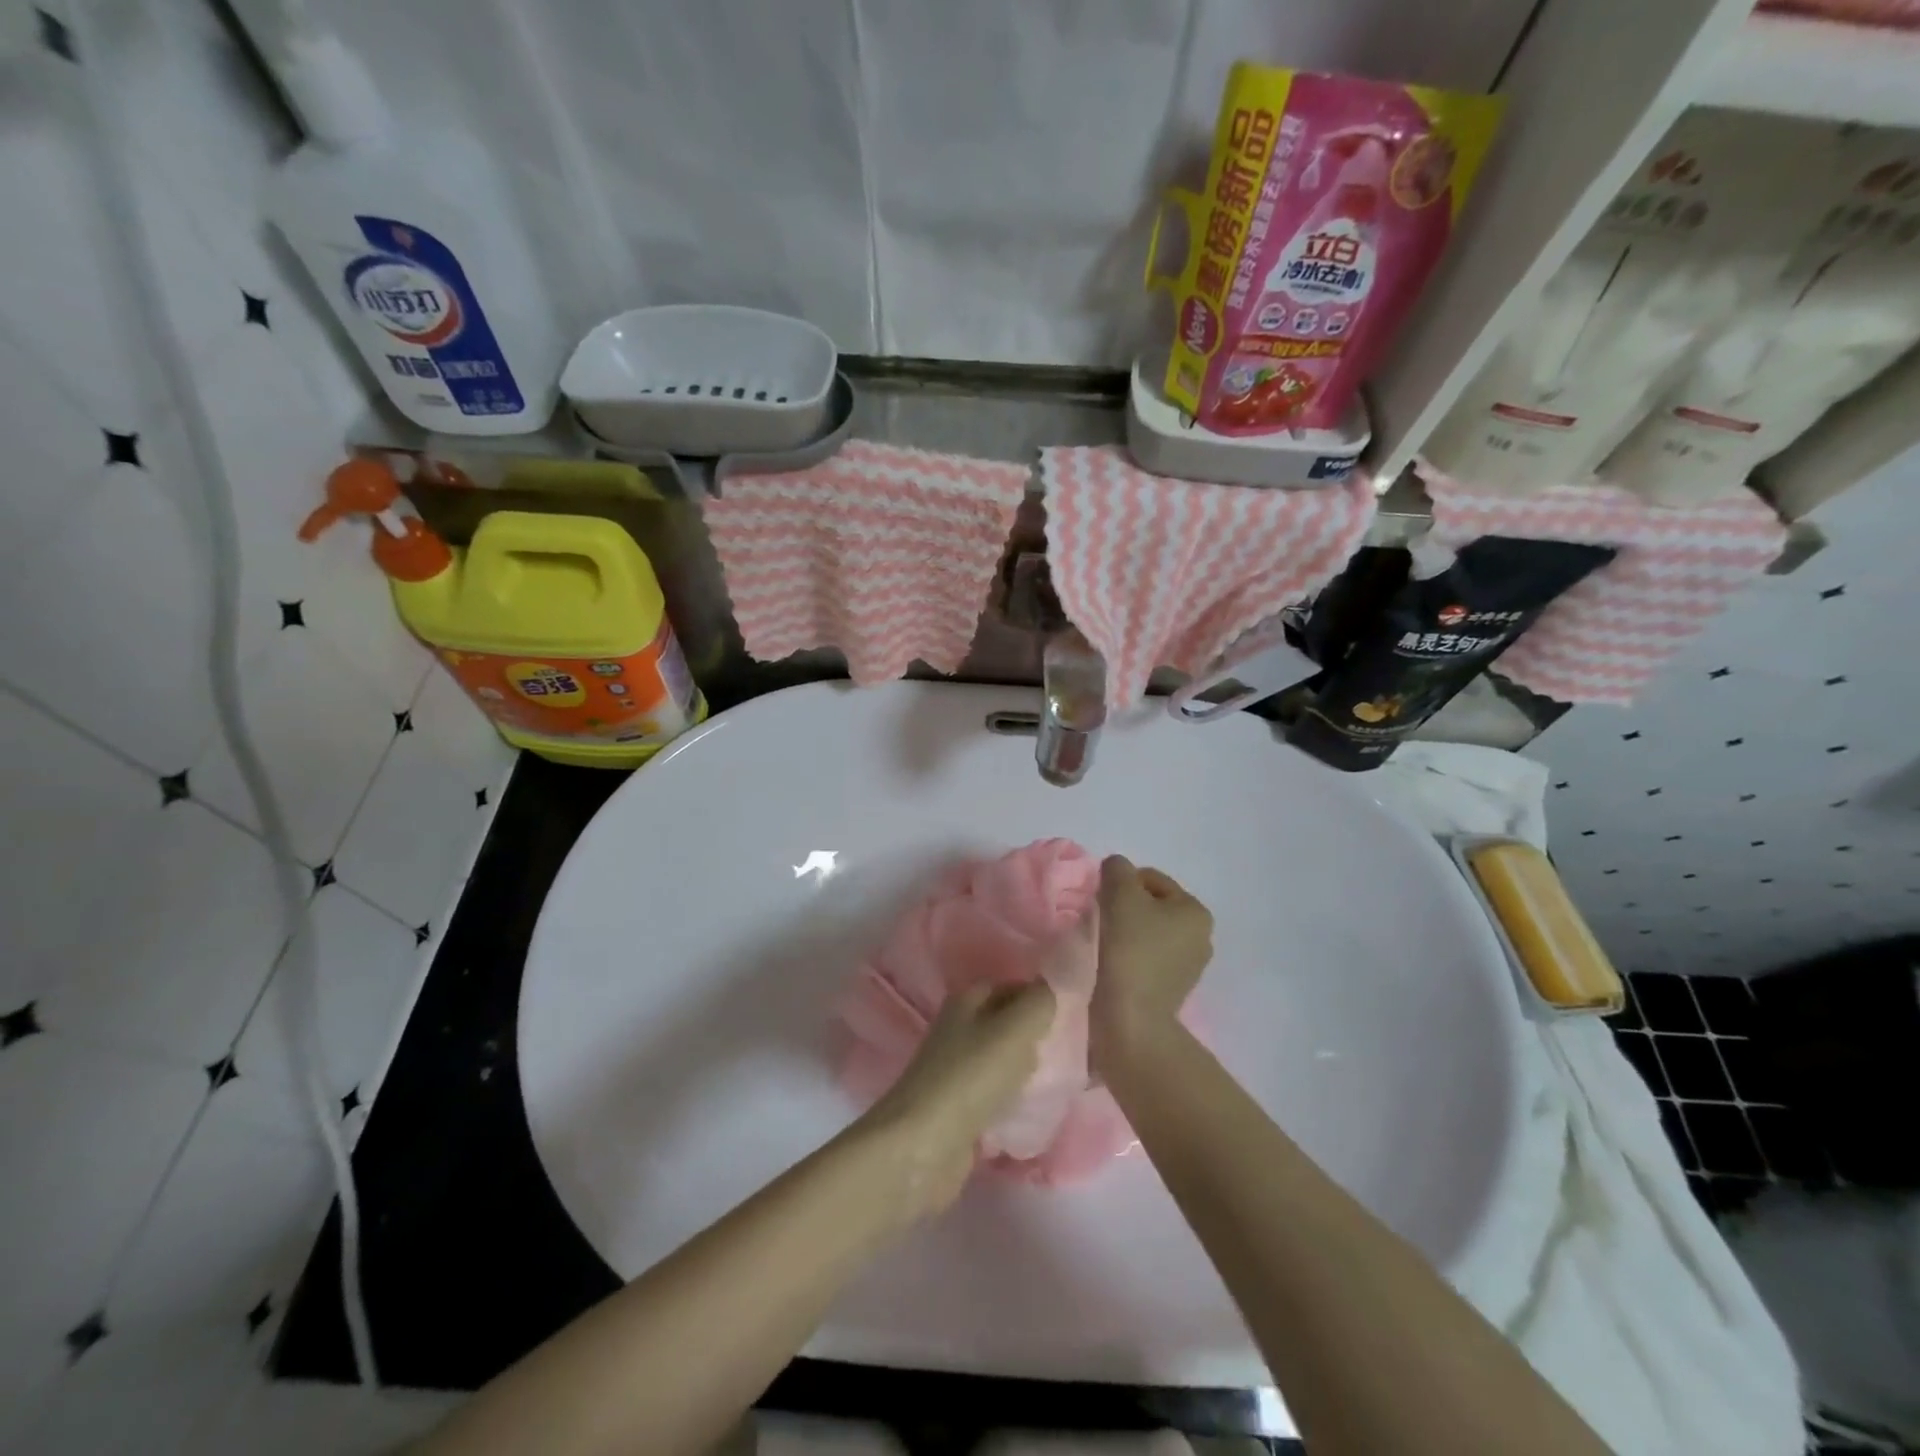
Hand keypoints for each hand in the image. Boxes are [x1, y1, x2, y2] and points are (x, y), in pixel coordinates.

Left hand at [858, 980, 1055, 1223]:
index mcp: (967, 1001)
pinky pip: (996, 1095)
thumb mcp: (1015, 1029)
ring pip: (1003, 1060)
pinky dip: (1015, 1101)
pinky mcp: (959, 1108)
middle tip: (1072, 1051)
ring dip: (1029, 1070)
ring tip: (1060, 1081)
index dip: (1042, 996)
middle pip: (1008, 1023)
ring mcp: (957, 1069)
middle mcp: (959, 1029)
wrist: (924, 1146)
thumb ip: (1040, 1001)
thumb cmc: (971, 1077)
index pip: (1012, 986)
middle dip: (1039, 1035)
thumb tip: (1057, 983)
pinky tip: (1037, 1111)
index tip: (1075, 1015)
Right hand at [1089, 855, 1212, 1075]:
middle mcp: (1201, 938)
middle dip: (1125, 908)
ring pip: (1147, 933)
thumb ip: (1117, 869)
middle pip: (1151, 906)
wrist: (1130, 1019)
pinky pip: (1145, 959)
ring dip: (1125, 933)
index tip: (1100, 900)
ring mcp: (1188, 969)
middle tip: (1099, 919)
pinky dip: (1128, 956)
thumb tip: (1116, 869)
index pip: (1151, 879)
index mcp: (1196, 912)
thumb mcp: (1120, 894)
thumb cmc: (1129, 948)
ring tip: (1103, 944)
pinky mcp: (1171, 992)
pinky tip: (1111, 964)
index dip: (1121, 883)